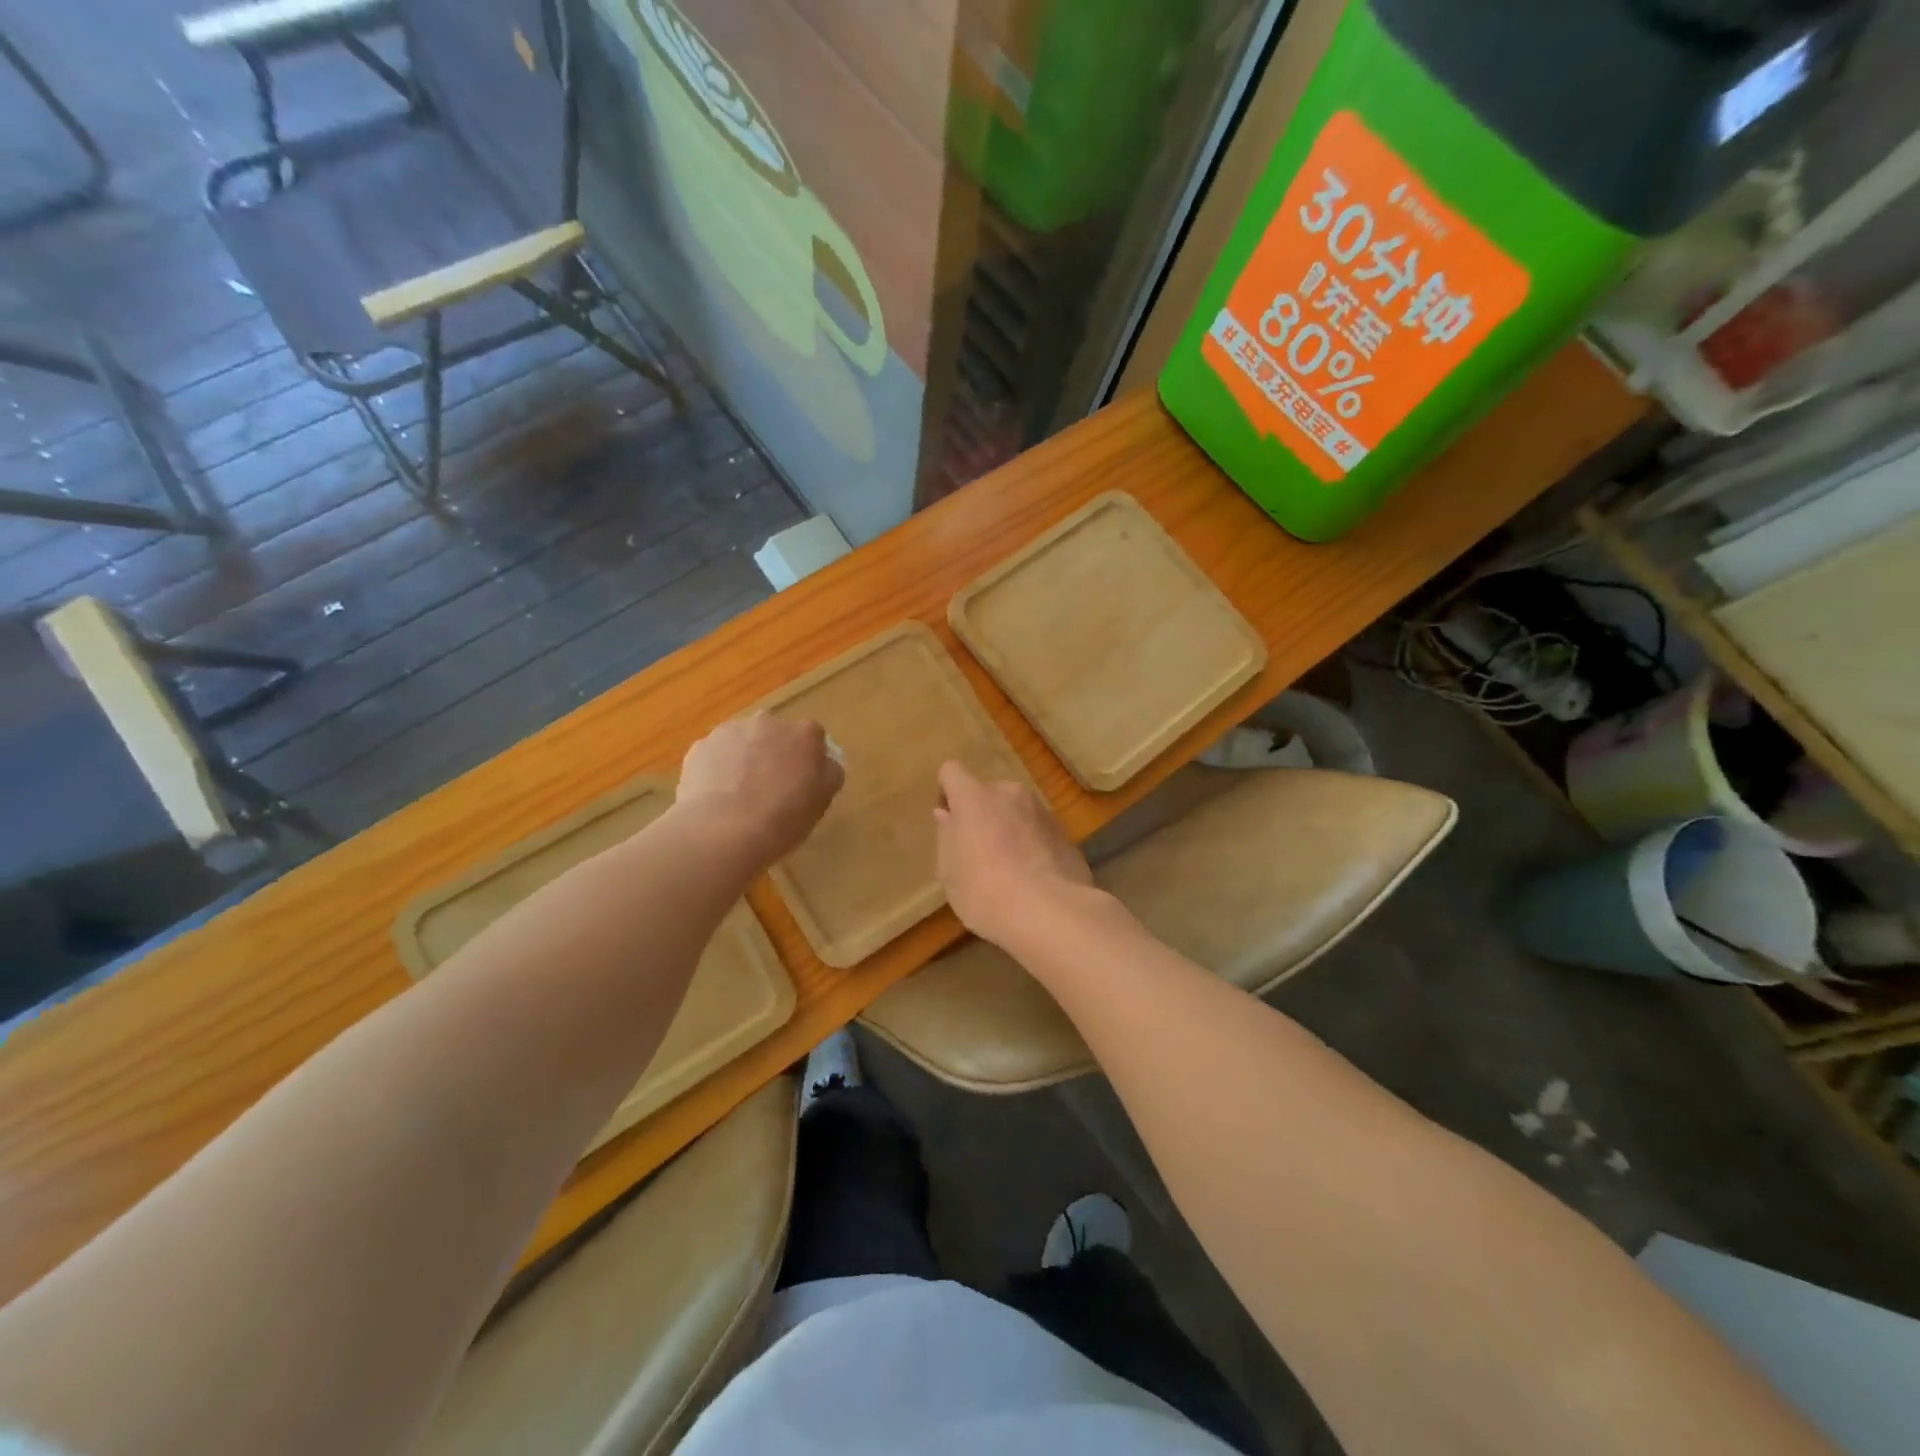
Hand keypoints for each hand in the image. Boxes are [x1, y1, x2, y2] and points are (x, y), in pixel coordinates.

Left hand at [678, 713, 843, 863]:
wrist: (722, 830)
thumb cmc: (783, 817)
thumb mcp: (822, 800)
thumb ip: (829, 774)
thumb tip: (824, 763)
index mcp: (804, 734)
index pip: (813, 739)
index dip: (808, 761)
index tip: (802, 783)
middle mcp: (768, 722)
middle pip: (775, 735)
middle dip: (774, 754)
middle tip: (770, 789)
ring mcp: (730, 731)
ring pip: (742, 742)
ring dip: (744, 759)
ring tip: (739, 796)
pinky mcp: (699, 747)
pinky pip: (715, 756)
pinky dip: (718, 770)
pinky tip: (717, 798)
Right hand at [934, 760, 1092, 948]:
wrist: (1050, 912)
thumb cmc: (985, 892)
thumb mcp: (950, 871)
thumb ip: (947, 836)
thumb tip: (947, 814)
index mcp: (975, 797)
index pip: (952, 771)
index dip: (946, 792)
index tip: (949, 821)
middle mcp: (1010, 793)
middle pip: (987, 792)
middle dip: (981, 813)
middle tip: (977, 851)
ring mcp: (1041, 810)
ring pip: (1015, 810)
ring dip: (1008, 827)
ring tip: (1008, 867)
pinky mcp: (1065, 832)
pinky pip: (1037, 829)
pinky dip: (1031, 843)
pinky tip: (1032, 877)